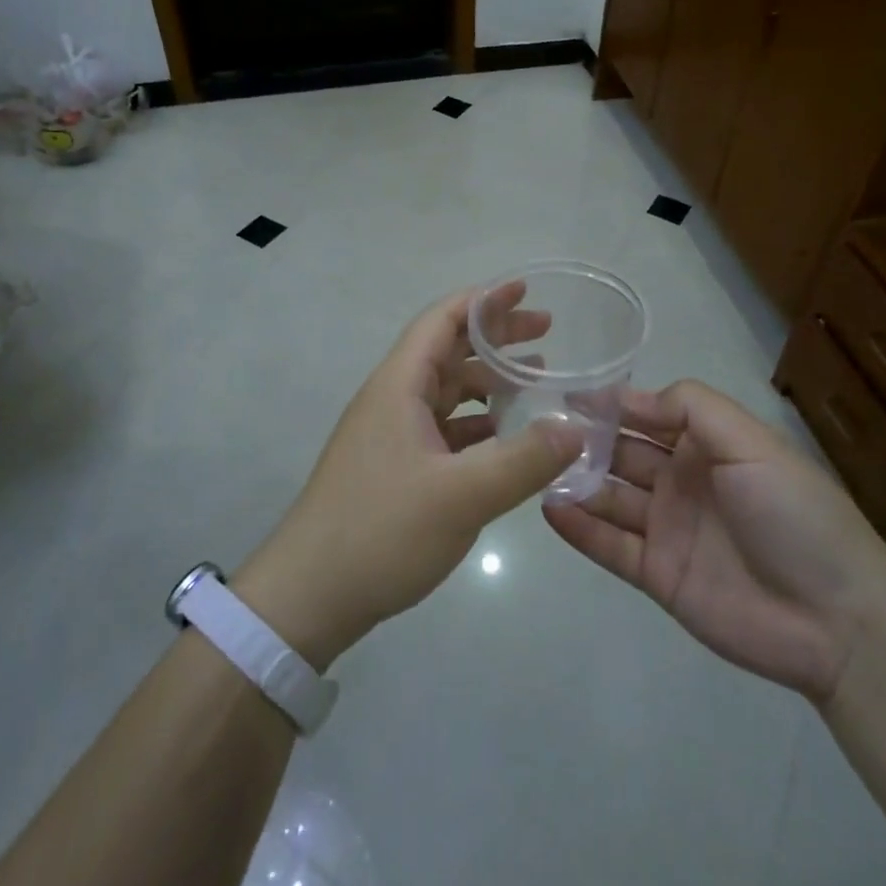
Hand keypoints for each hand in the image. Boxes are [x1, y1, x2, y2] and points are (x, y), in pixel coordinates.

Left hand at [235, 284, 582, 670]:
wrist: (309, 595)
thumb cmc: (381, 531)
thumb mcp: (462, 496)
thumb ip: (524, 460)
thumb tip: (577, 428)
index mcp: (399, 385)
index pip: (442, 321)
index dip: (483, 300)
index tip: (525, 290)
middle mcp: (393, 399)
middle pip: (448, 351)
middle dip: (496, 338)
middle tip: (547, 334)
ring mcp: (391, 434)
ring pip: (446, 391)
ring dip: (489, 381)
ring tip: (537, 381)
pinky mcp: (394, 467)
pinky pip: (443, 427)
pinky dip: (478, 422)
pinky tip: (507, 437)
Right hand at [544, 380, 885, 702]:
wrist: (836, 620)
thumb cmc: (793, 514)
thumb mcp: (751, 442)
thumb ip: (691, 407)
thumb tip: (630, 396)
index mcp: (708, 446)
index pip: (649, 414)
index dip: (612, 403)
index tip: (568, 395)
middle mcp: (683, 481)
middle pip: (623, 453)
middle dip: (586, 440)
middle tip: (540, 432)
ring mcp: (668, 529)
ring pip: (611, 497)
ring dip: (577, 481)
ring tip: (536, 467)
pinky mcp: (658, 574)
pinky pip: (610, 545)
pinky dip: (580, 527)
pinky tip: (549, 508)